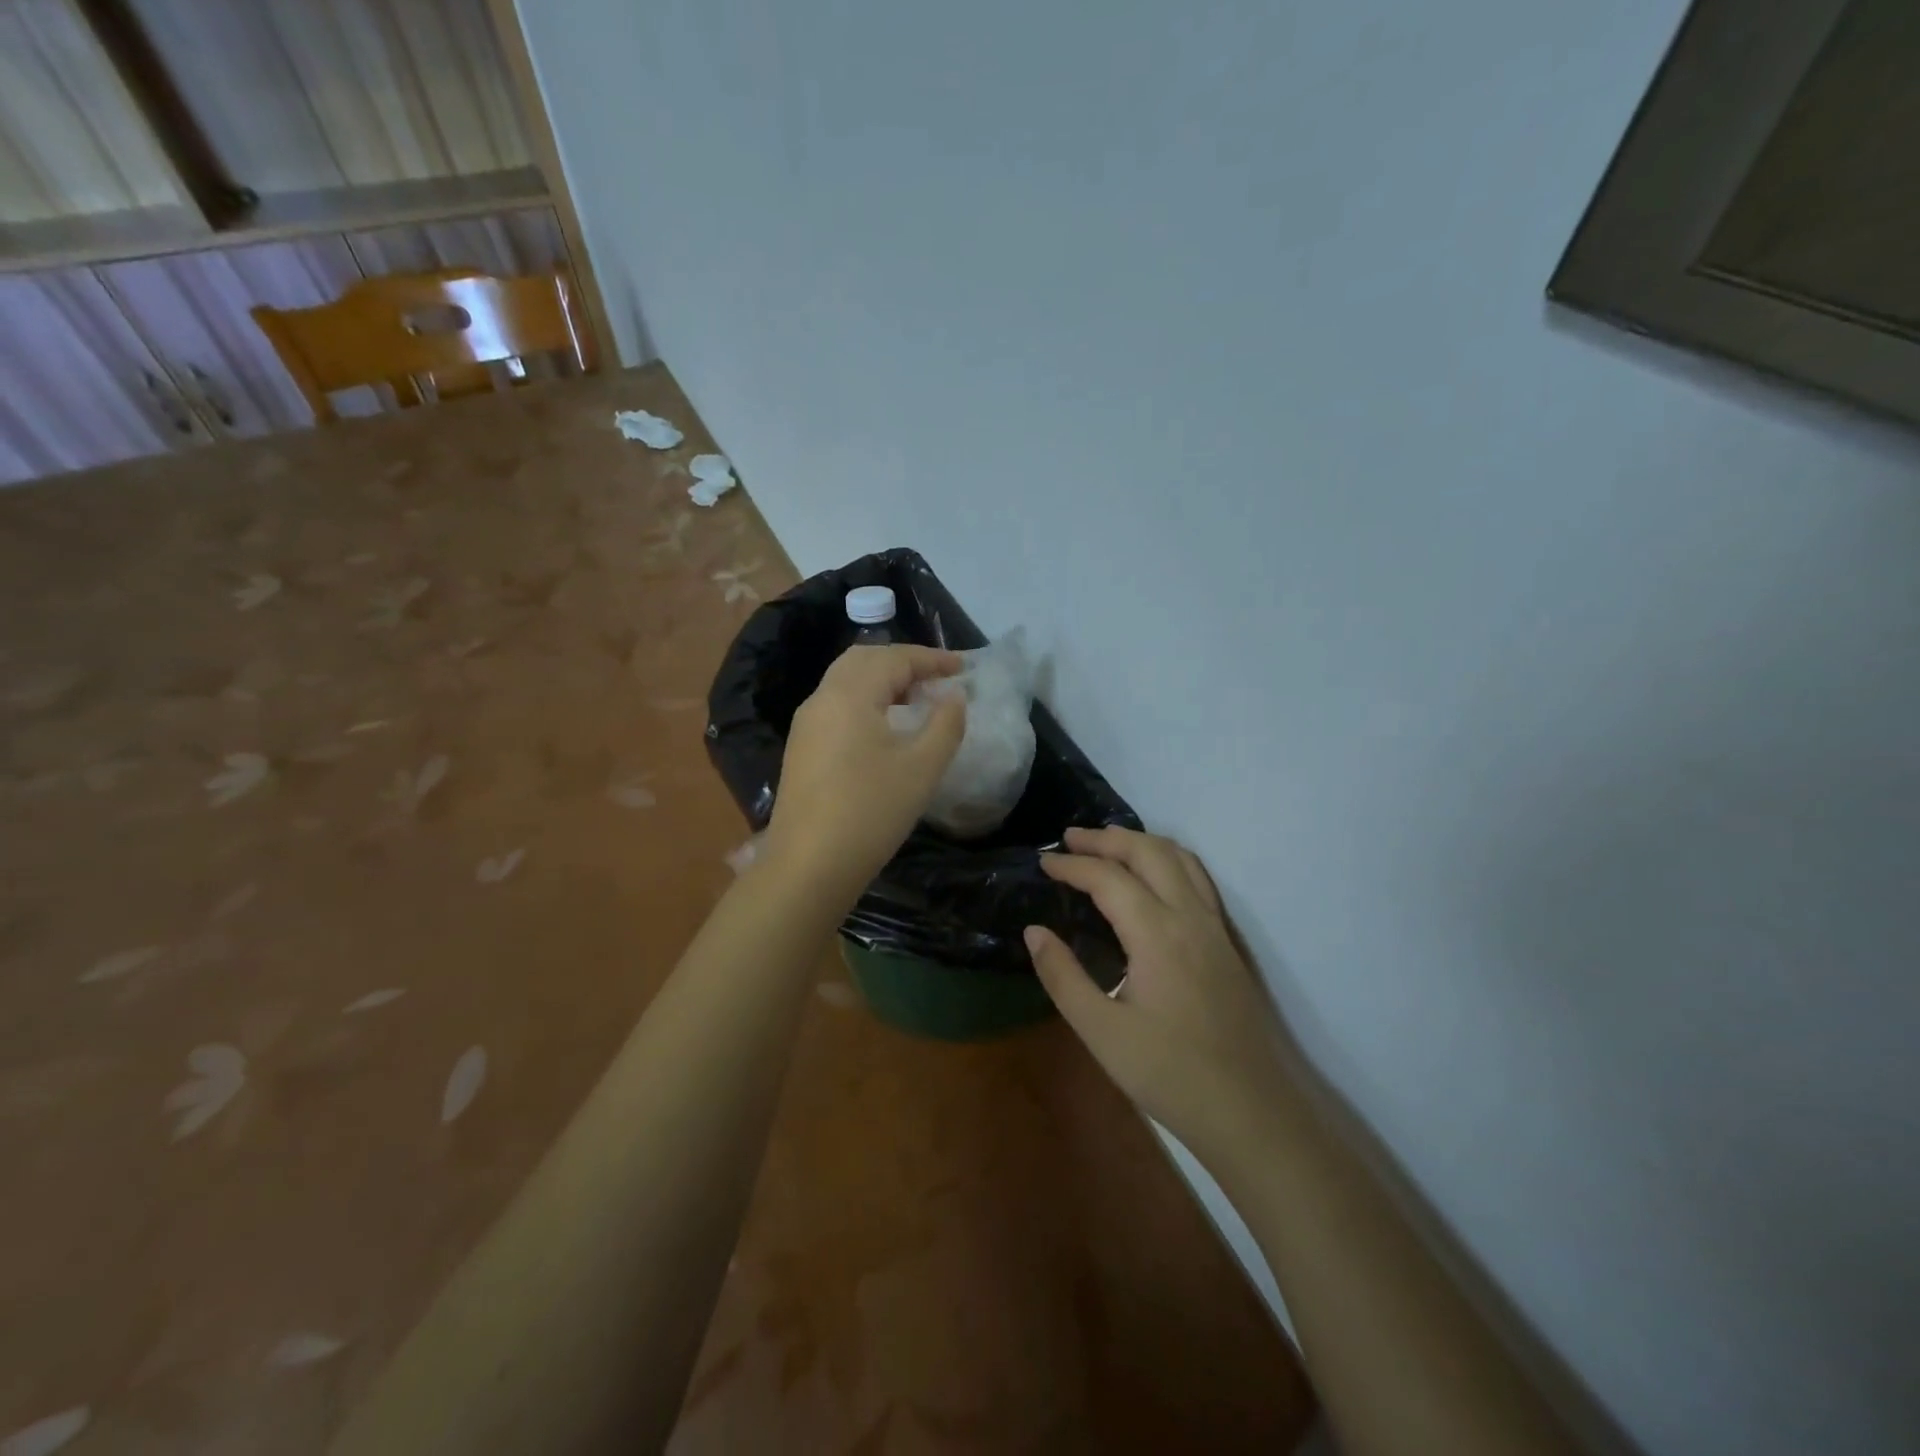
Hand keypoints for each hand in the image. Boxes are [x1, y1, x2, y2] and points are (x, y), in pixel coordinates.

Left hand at [764, 645, 966, 897]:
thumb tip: (953, 695)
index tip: (964, 667)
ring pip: (846, 682)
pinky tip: (885, 728)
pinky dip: (866, 701)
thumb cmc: (871, 811)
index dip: (932, 658)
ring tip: (916, 700)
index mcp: (849, 694)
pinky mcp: (802, 748)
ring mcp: (806, 724)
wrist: (808, 866)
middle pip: (864, 660)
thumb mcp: (922, 768)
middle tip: (937, 679)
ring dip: (883, 681)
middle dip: (903, 662)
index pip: (894, 658)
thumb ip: (945, 724)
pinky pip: (836, 706)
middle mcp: (822, 699)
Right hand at [1026, 828, 1292, 1165]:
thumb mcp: (1102, 1032)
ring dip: (1141, 842)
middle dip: (1106, 838)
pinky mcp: (1228, 943)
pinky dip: (1168, 859)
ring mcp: (1215, 927)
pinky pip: (1198, 878)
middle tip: (1069, 839)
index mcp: (1157, 933)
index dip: (1072, 865)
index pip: (1108, 877)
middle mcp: (1190, 916)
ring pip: (1180, 858)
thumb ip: (1063, 976)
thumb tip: (1034, 931)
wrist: (1253, 1112)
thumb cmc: (1171, 1074)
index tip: (1042, 862)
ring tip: (1108, 844)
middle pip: (1148, 852)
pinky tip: (1155, 877)